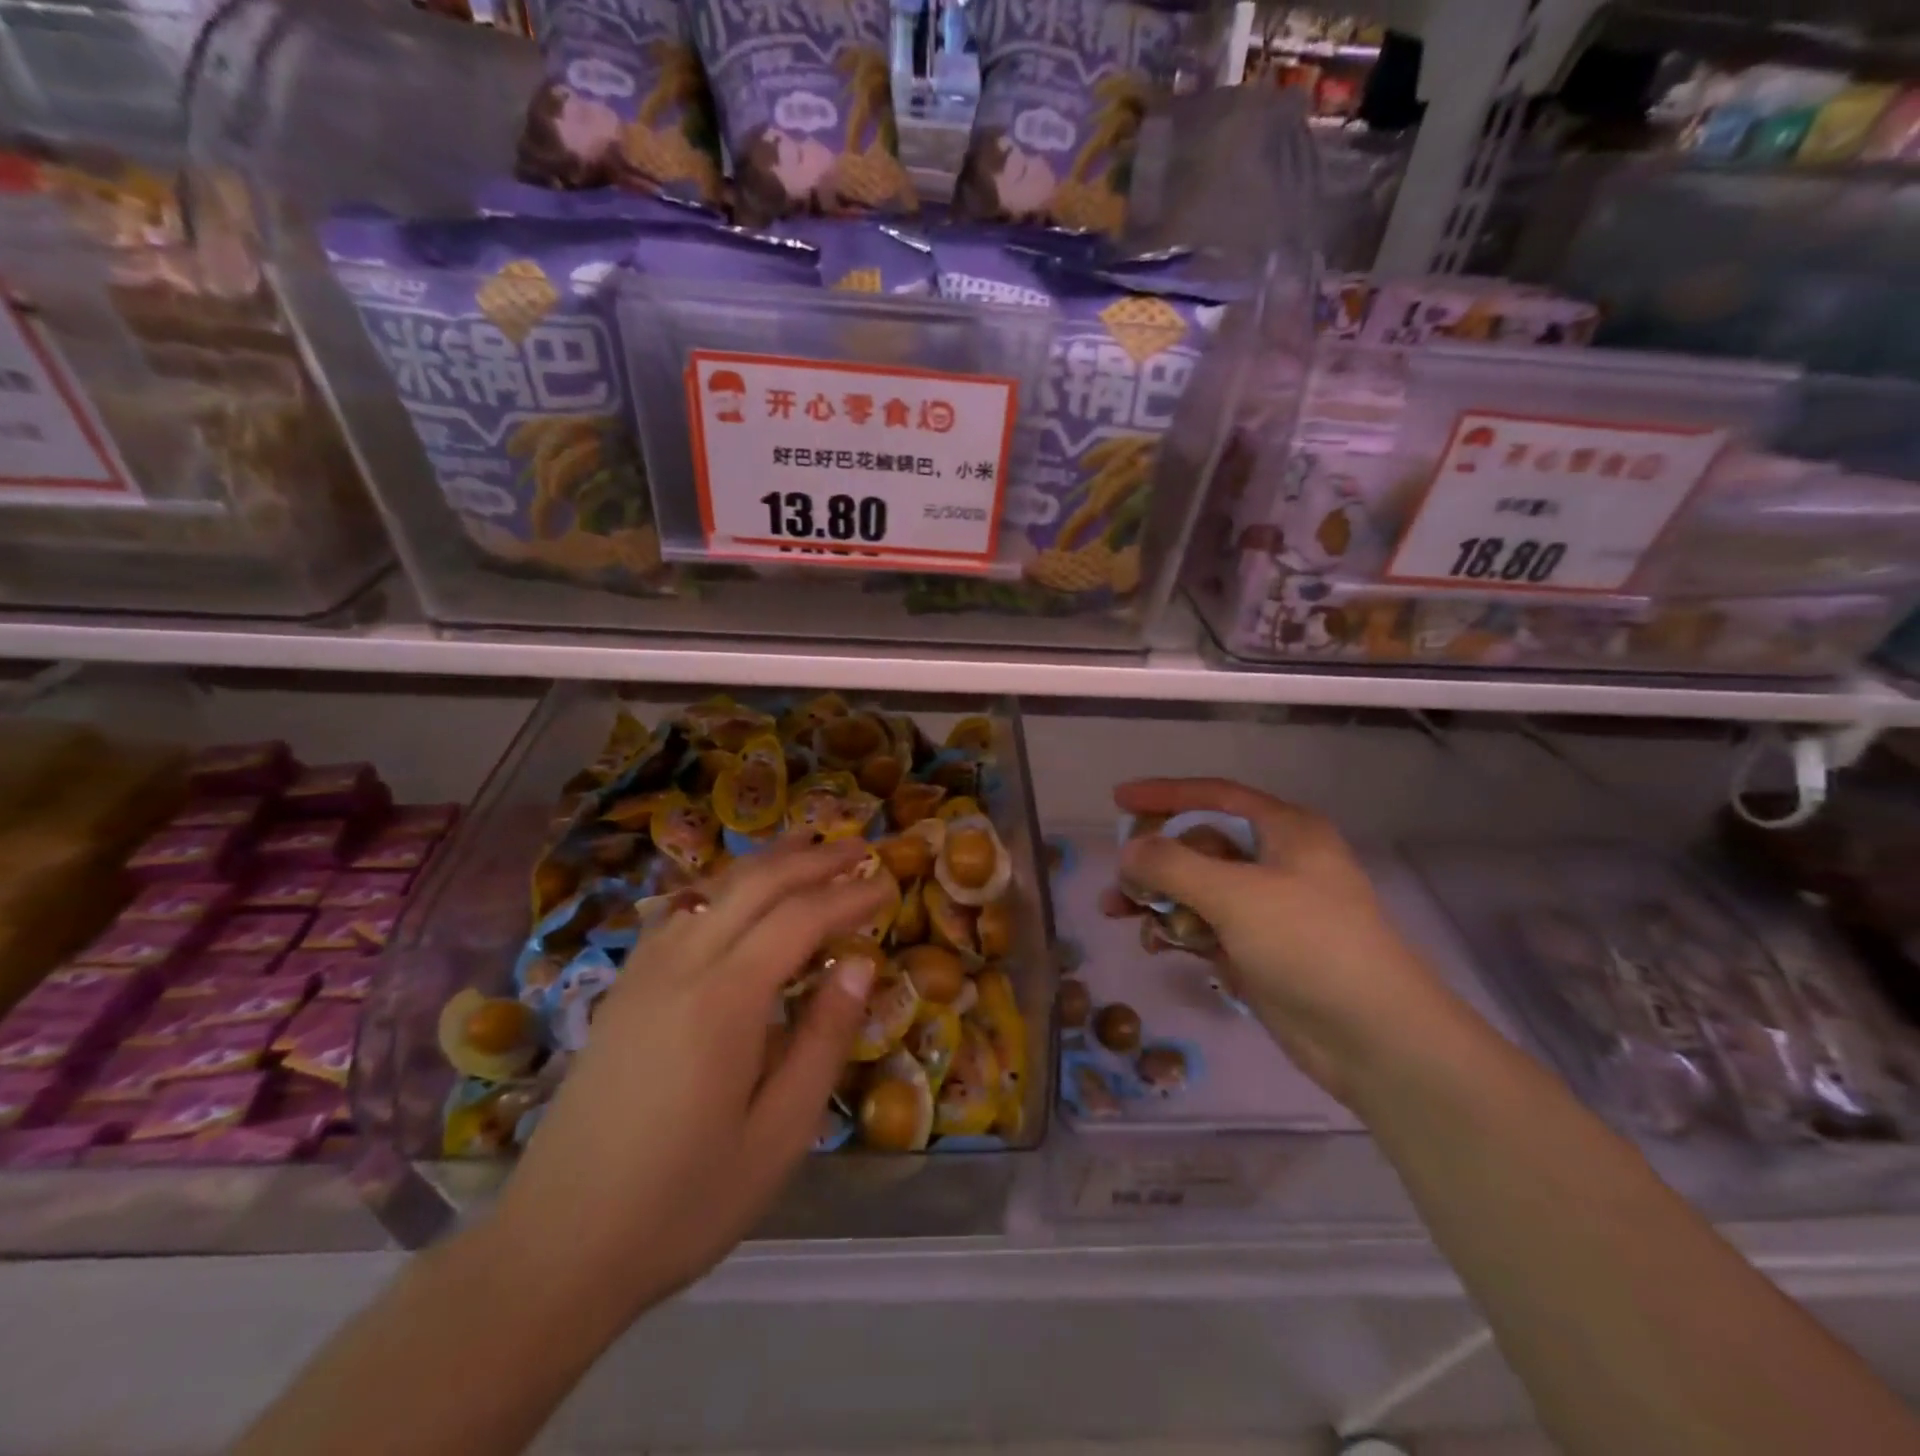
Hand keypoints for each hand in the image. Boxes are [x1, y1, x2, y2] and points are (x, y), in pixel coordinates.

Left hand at [492, 836, 888, 1312]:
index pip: (800, 919)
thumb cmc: (683, 1202)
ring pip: (712, 890)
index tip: (887, 882)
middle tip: (858, 847)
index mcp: (725, 1001)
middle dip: (812, 860)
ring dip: (765, 863)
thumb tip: (857, 965)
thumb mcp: (778, 1135)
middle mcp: (681, 967)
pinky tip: (732, 895)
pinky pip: (678, 914)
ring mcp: (642, 974)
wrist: (555, 1249)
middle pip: (755, 885)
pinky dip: (720, 889)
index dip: (848, 895)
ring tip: (806, 846)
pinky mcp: (621, 991)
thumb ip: (823, 1040)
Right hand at [1112, 778, 1457, 1103]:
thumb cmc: (1308, 945)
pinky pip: (1206, 925)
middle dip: (1154, 859)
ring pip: (1197, 888)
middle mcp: (1276, 861)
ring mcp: (1268, 908)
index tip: (1117, 799)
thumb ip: (1173, 865)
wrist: (1373, 1038)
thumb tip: (1129, 851)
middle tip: (1117, 877)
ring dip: (1158, 897)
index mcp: (1285, 831)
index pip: (1214, 796)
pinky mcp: (1258, 948)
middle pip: (1200, 844)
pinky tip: (1156, 945)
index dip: (1164, 794)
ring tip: (1118, 913)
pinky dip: (1178, 929)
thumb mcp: (1235, 895)